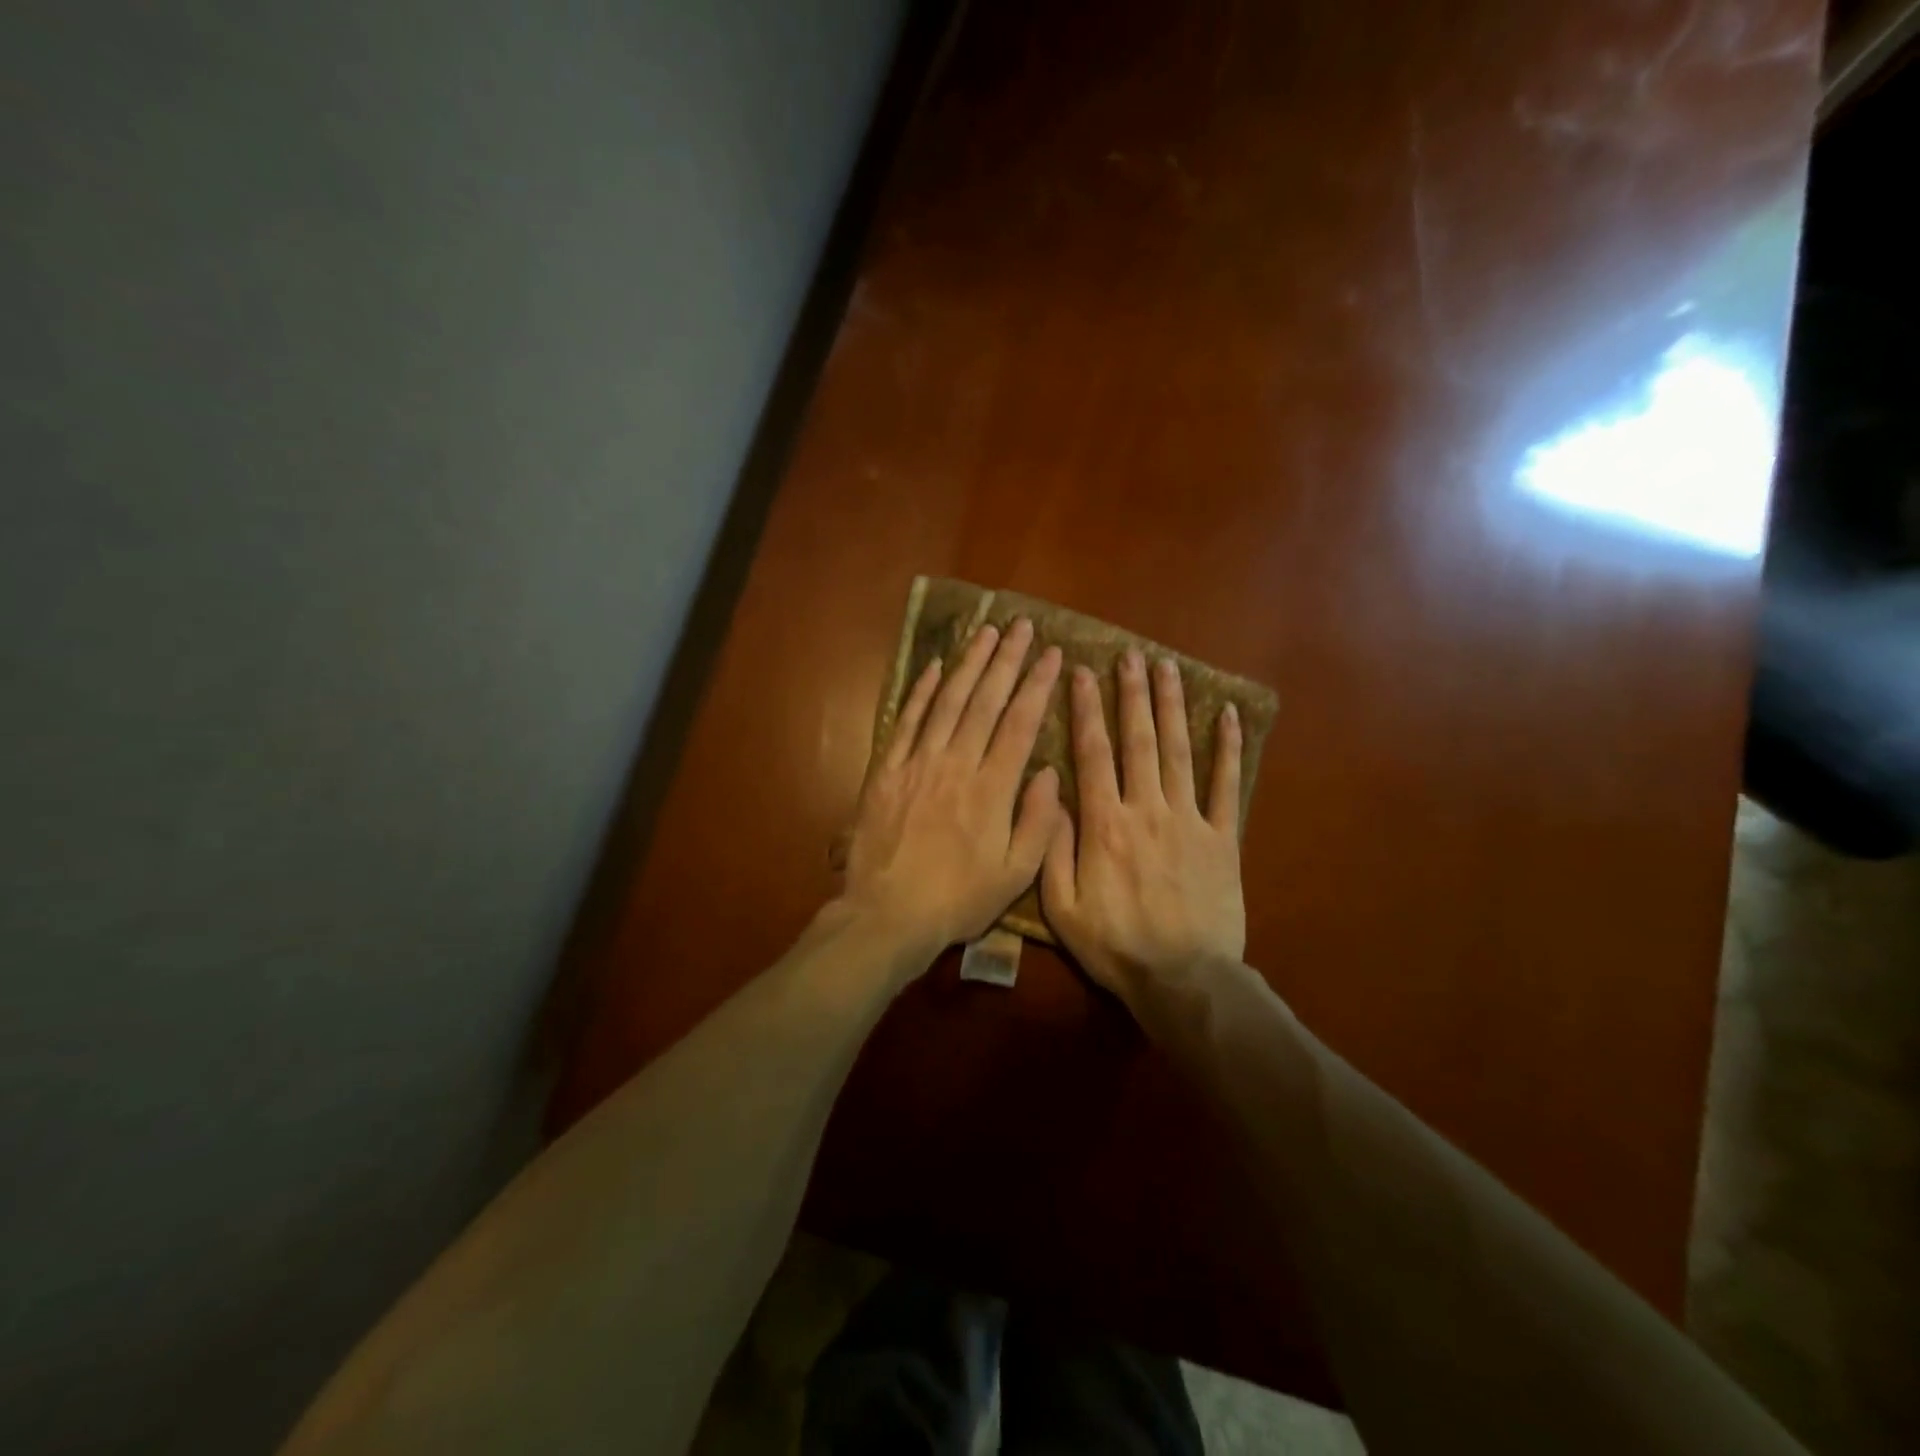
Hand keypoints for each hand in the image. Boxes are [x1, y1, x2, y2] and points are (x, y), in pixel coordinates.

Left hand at [840, 618, 1064, 959]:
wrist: (888, 914)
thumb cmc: (958, 899)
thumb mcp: (1015, 873)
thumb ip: (1037, 821)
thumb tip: (1048, 771)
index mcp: (992, 788)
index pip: (1019, 723)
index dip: (1037, 685)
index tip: (1052, 654)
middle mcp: (956, 764)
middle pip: (985, 701)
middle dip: (1006, 660)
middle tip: (1022, 626)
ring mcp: (918, 763)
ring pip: (947, 702)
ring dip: (968, 664)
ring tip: (985, 632)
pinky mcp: (887, 770)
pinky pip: (907, 721)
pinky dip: (921, 691)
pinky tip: (934, 666)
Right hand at [1042, 649, 1245, 1016]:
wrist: (1183, 979)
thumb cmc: (1116, 945)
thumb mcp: (1062, 907)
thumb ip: (1052, 848)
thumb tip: (1049, 794)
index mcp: (1104, 824)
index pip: (1092, 753)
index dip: (1086, 709)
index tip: (1083, 672)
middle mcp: (1146, 809)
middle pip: (1139, 740)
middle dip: (1132, 694)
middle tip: (1130, 655)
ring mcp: (1190, 820)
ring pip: (1180, 751)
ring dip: (1173, 707)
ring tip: (1169, 668)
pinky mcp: (1223, 838)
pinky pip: (1226, 786)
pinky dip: (1229, 749)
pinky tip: (1229, 715)